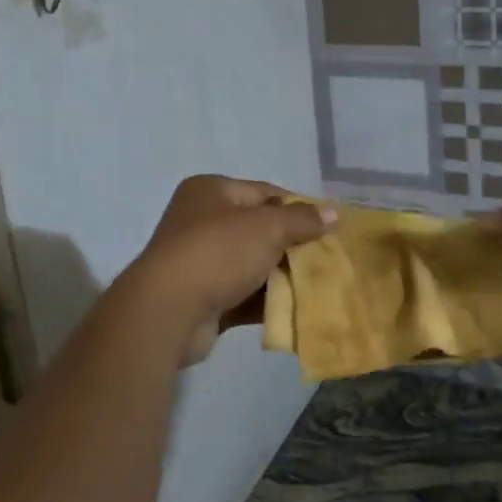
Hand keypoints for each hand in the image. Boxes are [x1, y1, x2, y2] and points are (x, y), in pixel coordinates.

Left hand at [117, 176, 334, 365]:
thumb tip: (333, 213)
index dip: (298, 208)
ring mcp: (200, 261)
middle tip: (326, 259)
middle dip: (292, 245)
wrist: (168, 311)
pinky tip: (296, 310)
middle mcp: (201, 220)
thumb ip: (302, 220)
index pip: (265, 192)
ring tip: (317, 286)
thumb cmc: (218, 252)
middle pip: (260, 229)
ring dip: (281, 276)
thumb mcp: (267, 227)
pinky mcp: (203, 297)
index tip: (327, 228)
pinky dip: (266, 301)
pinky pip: (243, 294)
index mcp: (211, 191)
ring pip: (253, 264)